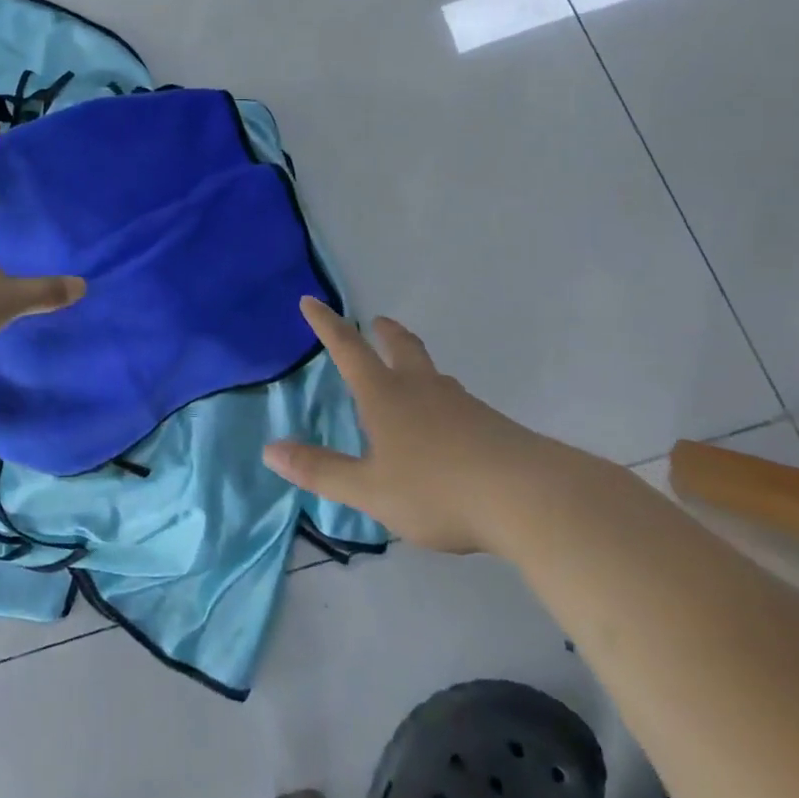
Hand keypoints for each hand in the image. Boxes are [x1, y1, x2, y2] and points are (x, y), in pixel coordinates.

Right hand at [263, 298, 550, 553]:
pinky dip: (442, 401)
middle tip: (378, 322)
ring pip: (433, 373)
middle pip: (401, 347)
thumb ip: (321, 471)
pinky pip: (457, 402)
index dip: (326, 325)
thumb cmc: (437, 489)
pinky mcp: (491, 425)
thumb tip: (270, 450)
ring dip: (416, 365)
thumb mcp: (370, 490)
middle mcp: (421, 389)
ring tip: (411, 376)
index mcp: (385, 396)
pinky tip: (448, 427)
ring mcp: (461, 404)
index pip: (348, 349)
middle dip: (384, 333)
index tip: (311, 300)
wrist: (528, 497)